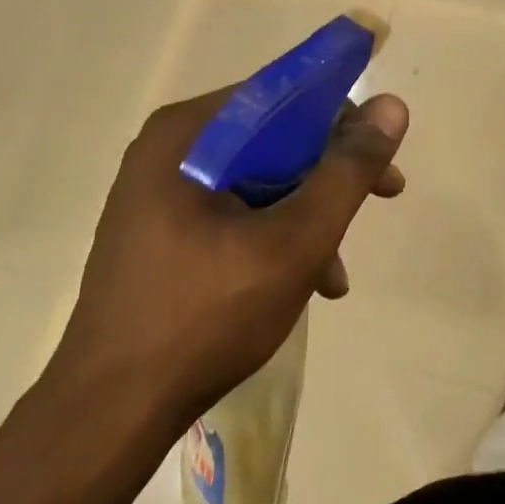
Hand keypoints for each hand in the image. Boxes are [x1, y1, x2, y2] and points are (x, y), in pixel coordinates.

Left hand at [47, 87, 408, 432]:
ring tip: (337, 271)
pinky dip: (277, 237)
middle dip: (332, 174)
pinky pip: (236, 213)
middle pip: (275, 139)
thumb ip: (348, 170)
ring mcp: (160, 194)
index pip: (283, 93)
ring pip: (260, 180)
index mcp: (188, 134)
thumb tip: (391, 106)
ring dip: (310, 214)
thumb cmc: (207, 314)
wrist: (112, 410)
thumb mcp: (297, 240)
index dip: (344, 117)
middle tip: (384, 196)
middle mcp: (169, 151)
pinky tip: (306, 283)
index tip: (383, 152)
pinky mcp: (161, 232)